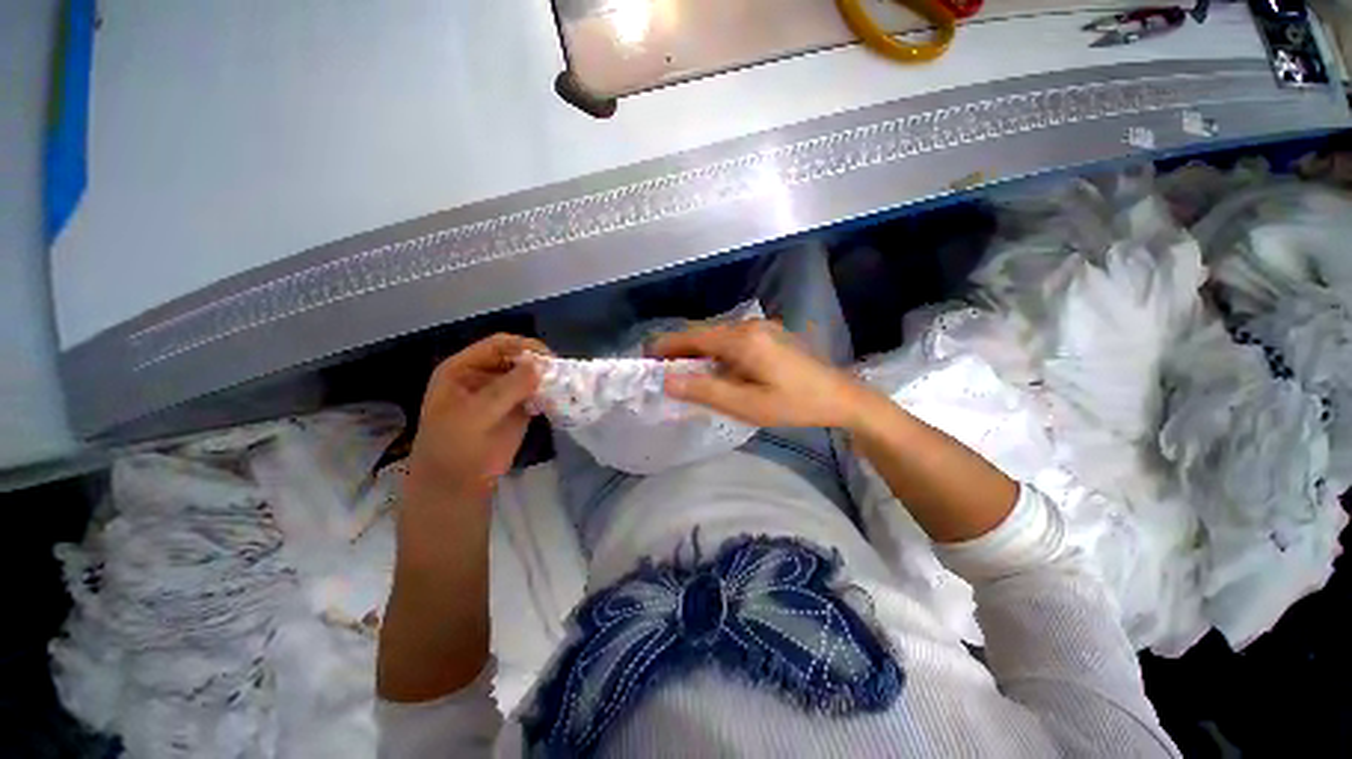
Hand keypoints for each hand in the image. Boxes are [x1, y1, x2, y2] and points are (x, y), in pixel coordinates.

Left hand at [405, 334, 548, 505]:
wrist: (457, 484)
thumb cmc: (454, 447)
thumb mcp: (474, 415)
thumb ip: (506, 389)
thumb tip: (540, 365)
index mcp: (465, 368)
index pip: (499, 345)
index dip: (524, 347)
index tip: (549, 360)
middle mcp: (486, 375)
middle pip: (518, 357)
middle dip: (540, 363)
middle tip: (562, 374)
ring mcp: (504, 392)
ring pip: (531, 375)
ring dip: (548, 379)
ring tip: (565, 386)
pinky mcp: (519, 408)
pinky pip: (538, 394)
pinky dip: (550, 395)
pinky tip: (560, 400)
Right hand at [649, 319, 872, 428]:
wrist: (840, 397)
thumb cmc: (794, 404)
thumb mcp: (747, 405)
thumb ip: (705, 390)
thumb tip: (667, 380)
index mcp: (742, 339)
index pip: (692, 336)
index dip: (665, 346)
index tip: (645, 360)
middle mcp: (748, 325)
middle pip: (703, 334)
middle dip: (679, 351)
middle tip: (663, 374)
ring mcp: (761, 328)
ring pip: (717, 338)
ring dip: (698, 354)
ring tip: (686, 376)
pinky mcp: (768, 335)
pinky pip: (732, 341)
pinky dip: (717, 355)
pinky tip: (718, 373)